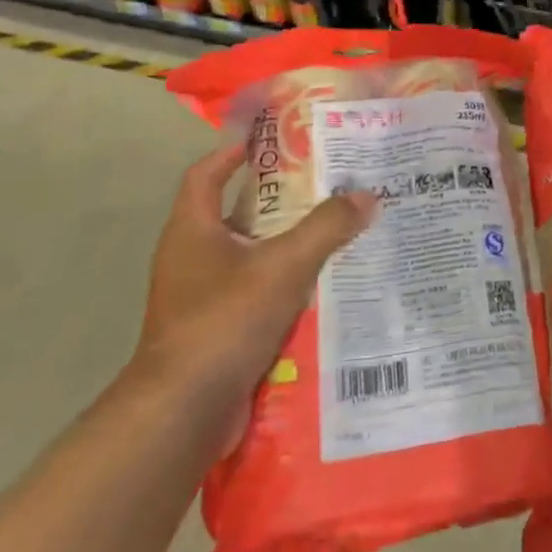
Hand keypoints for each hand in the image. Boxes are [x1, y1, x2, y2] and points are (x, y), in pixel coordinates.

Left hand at [134, 142, 376, 409]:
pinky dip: (286, 285)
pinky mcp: (217, 329)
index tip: (270, 140)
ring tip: (336, 232)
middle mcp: (192, 258)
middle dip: (279, 200)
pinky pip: (256, 294)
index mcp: (193, 231)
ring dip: (287, 245)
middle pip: (236, 214)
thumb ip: (326, 228)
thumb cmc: (224, 320)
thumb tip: (367, 195)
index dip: (233, 152)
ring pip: (251, 257)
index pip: (206, 174)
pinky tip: (324, 287)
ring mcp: (202, 297)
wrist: (184, 410)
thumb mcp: (283, 266)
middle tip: (326, 186)